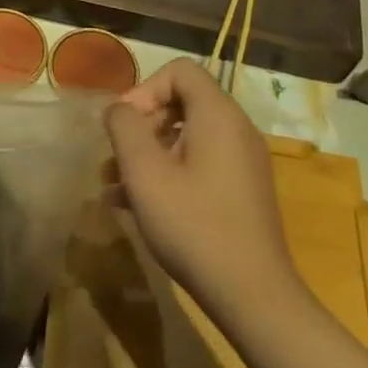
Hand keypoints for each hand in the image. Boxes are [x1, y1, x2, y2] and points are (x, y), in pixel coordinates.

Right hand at [104, 59, 308, 330]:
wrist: (252, 296)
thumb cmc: (193, 225)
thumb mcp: (144, 172)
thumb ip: (124, 126)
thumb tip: (118, 109)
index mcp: (218, 116)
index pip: (179, 71)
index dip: (144, 88)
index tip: (124, 125)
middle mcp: (236, 130)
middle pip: (181, 102)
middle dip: (141, 125)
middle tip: (116, 158)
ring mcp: (242, 162)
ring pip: (186, 137)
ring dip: (148, 154)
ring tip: (116, 186)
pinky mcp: (241, 191)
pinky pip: (199, 164)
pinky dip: (168, 173)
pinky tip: (137, 206)